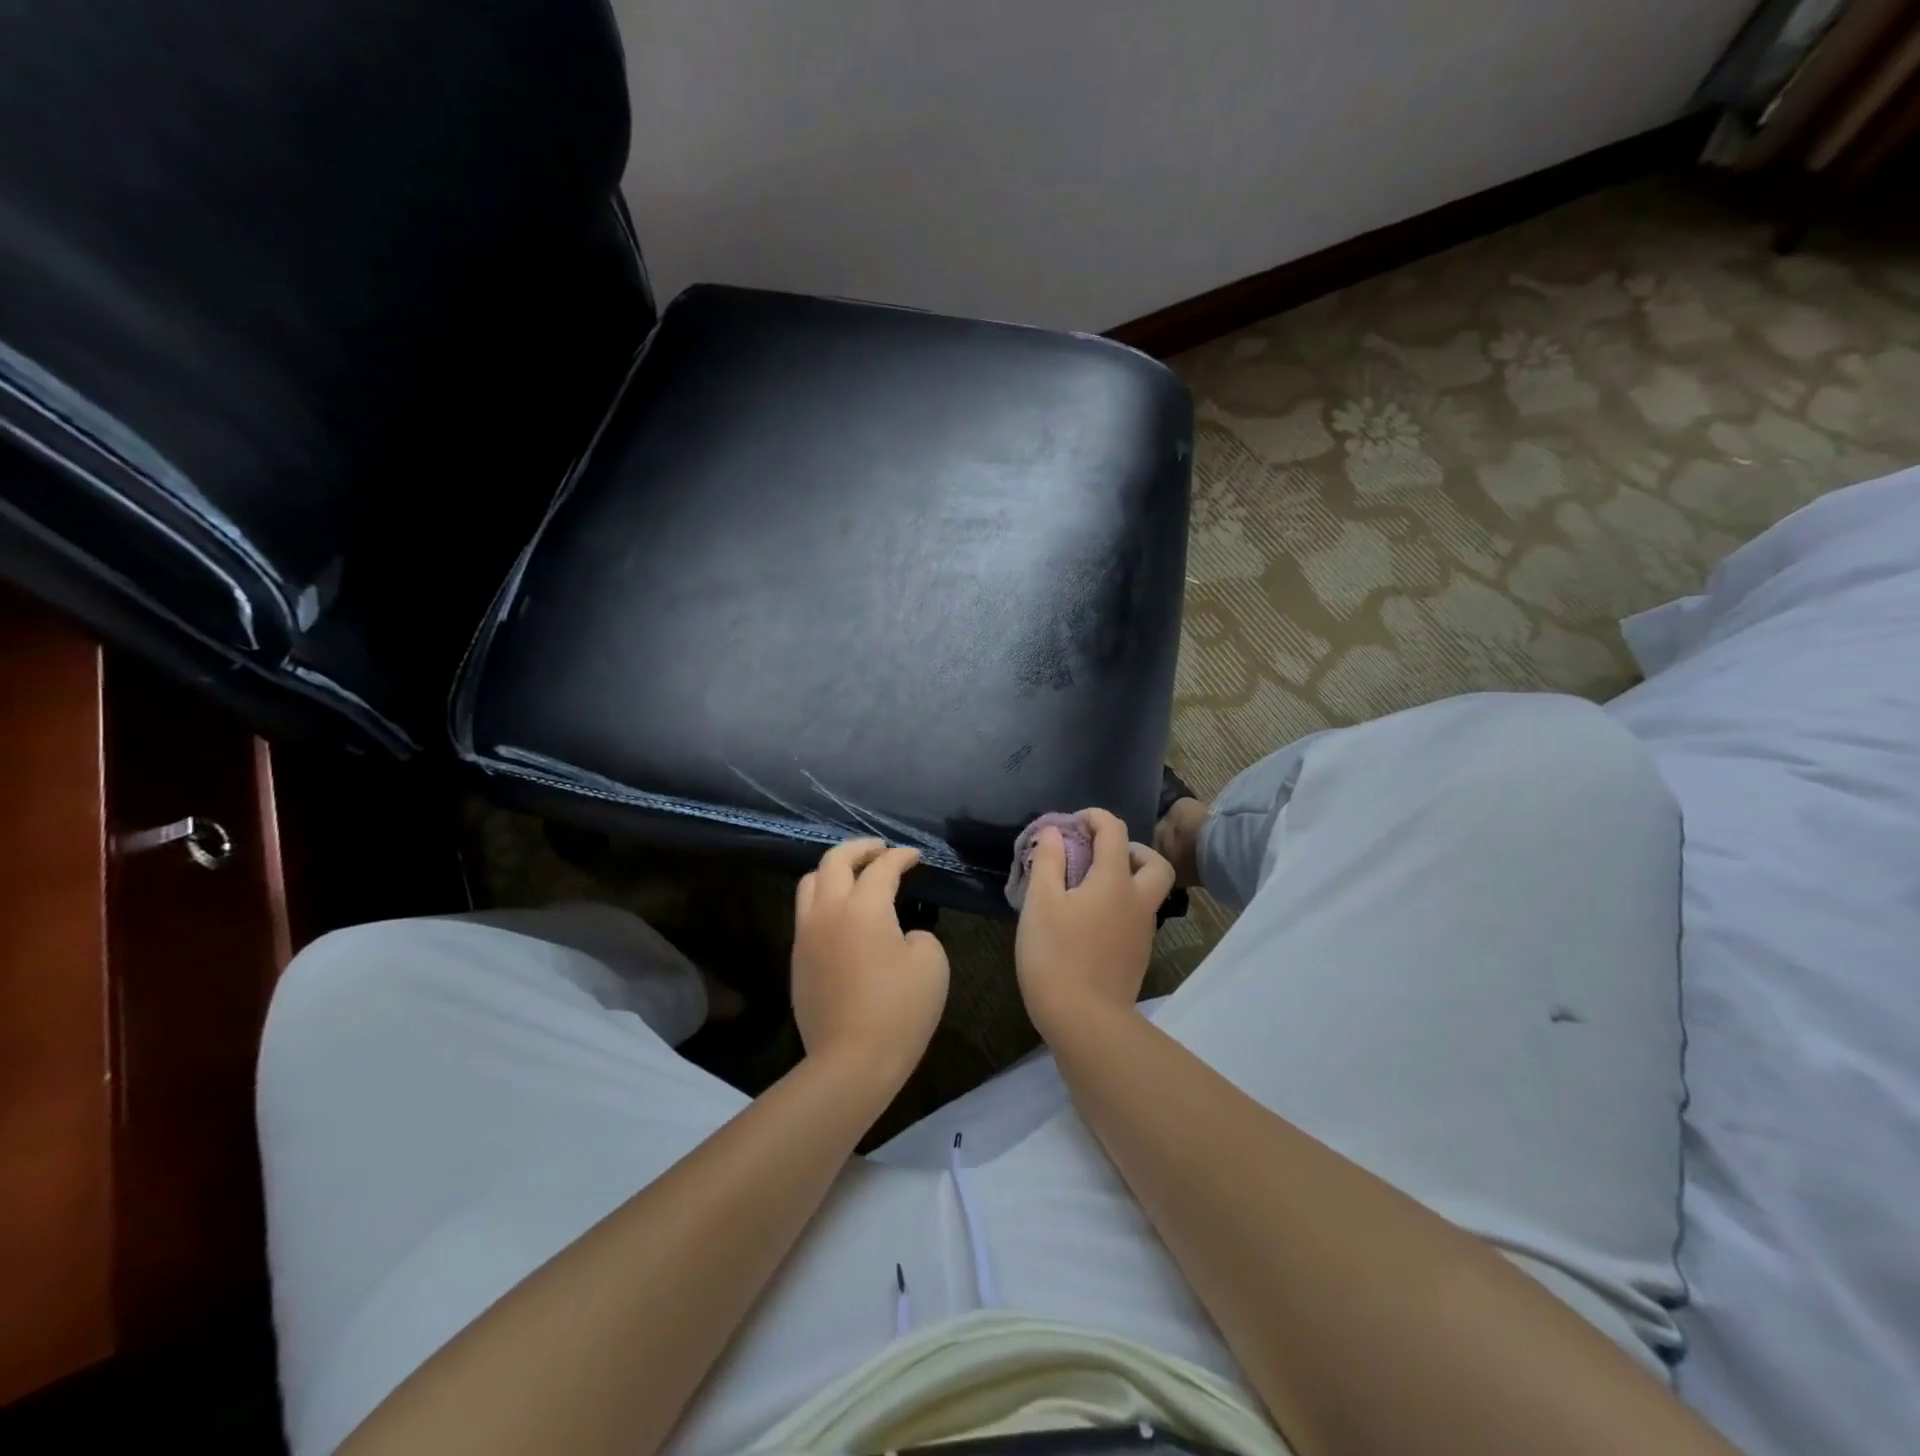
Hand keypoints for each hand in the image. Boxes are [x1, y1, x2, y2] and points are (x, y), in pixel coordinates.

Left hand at [791, 838, 949, 1086]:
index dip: (901, 857)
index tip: (916, 856)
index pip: (882, 867)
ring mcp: (807, 935)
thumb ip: (917, 933)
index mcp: (863, 907)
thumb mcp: (931, 963)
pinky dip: (824, 898)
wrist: (851, 1062)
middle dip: (860, 848)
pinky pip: (806, 912)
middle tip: (880, 849)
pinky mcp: (798, 959)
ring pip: (811, 883)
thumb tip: (898, 933)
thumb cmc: (899, 1010)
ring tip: (855, 874)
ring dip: (834, 870)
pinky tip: (842, 912)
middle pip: (834, 860)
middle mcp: (828, 911)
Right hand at [1015, 809, 1175, 1039]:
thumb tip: (1055, 832)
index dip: (1095, 817)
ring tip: (1089, 887)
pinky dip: (1122, 905)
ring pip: (1149, 892)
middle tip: (1100, 855)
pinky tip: (1091, 919)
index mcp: (1114, 881)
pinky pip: (1138, 916)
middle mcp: (1138, 901)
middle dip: (1130, 849)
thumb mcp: (1040, 903)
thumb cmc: (1056, 955)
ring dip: (1128, 878)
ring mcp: (1143, 931)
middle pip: (1154, 863)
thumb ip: (1048, 861)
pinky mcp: (1139, 955)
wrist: (1084, 1021)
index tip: (1071, 823)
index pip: (1115, 831)